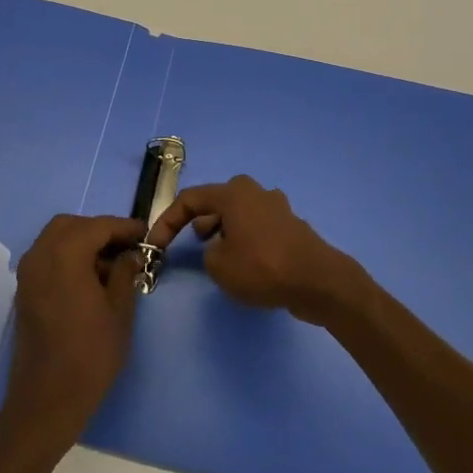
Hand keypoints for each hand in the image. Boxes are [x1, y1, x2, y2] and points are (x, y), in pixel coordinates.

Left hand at [0, 215, 143, 451]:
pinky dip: (67, 256)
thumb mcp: (119, 311)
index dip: (124, 227)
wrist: (46, 402)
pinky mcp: (24, 291)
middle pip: (72, 225)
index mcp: (65, 255)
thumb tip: (130, 254)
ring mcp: (28, 273)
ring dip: (82, 242)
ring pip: (56, 238)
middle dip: (100, 230)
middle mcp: (40, 255)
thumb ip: (125, 273)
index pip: (99, 226)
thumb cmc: (90, 355)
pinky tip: (89, 278)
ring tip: (110, 264)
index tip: (146, 234)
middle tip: (126, 247)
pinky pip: (47, 257)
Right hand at [147, 176, 360, 324]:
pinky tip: (247, 263)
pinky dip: (245, 239)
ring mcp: (276, 207)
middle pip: (218, 201)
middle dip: (200, 220)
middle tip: (194, 243)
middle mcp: (255, 192)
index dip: (167, 221)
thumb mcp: (219, 266)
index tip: (155, 244)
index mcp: (233, 193)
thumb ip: (208, 253)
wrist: (317, 280)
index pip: (190, 199)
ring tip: (219, 255)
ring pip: (239, 213)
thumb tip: (220, 248)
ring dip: (224, 230)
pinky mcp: (290, 226)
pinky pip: (257, 227)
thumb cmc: (262, 267)